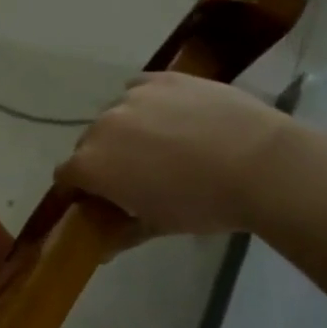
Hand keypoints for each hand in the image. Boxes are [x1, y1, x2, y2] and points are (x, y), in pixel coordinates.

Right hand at [56, 71, 291, 236]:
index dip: (80, 189)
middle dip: (104, 159)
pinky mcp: (161, 78)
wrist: (260, 164)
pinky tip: (171, 116)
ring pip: (115, 115)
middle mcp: (102, 126)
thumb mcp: (158, 226)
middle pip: (88, 143)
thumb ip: (121, 234)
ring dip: (127, 130)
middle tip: (137, 175)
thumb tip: (100, 249)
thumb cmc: (203, 204)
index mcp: (92, 165)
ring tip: (163, 144)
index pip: (66, 175)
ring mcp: (132, 97)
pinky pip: (139, 89)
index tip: (101, 200)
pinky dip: (146, 103)